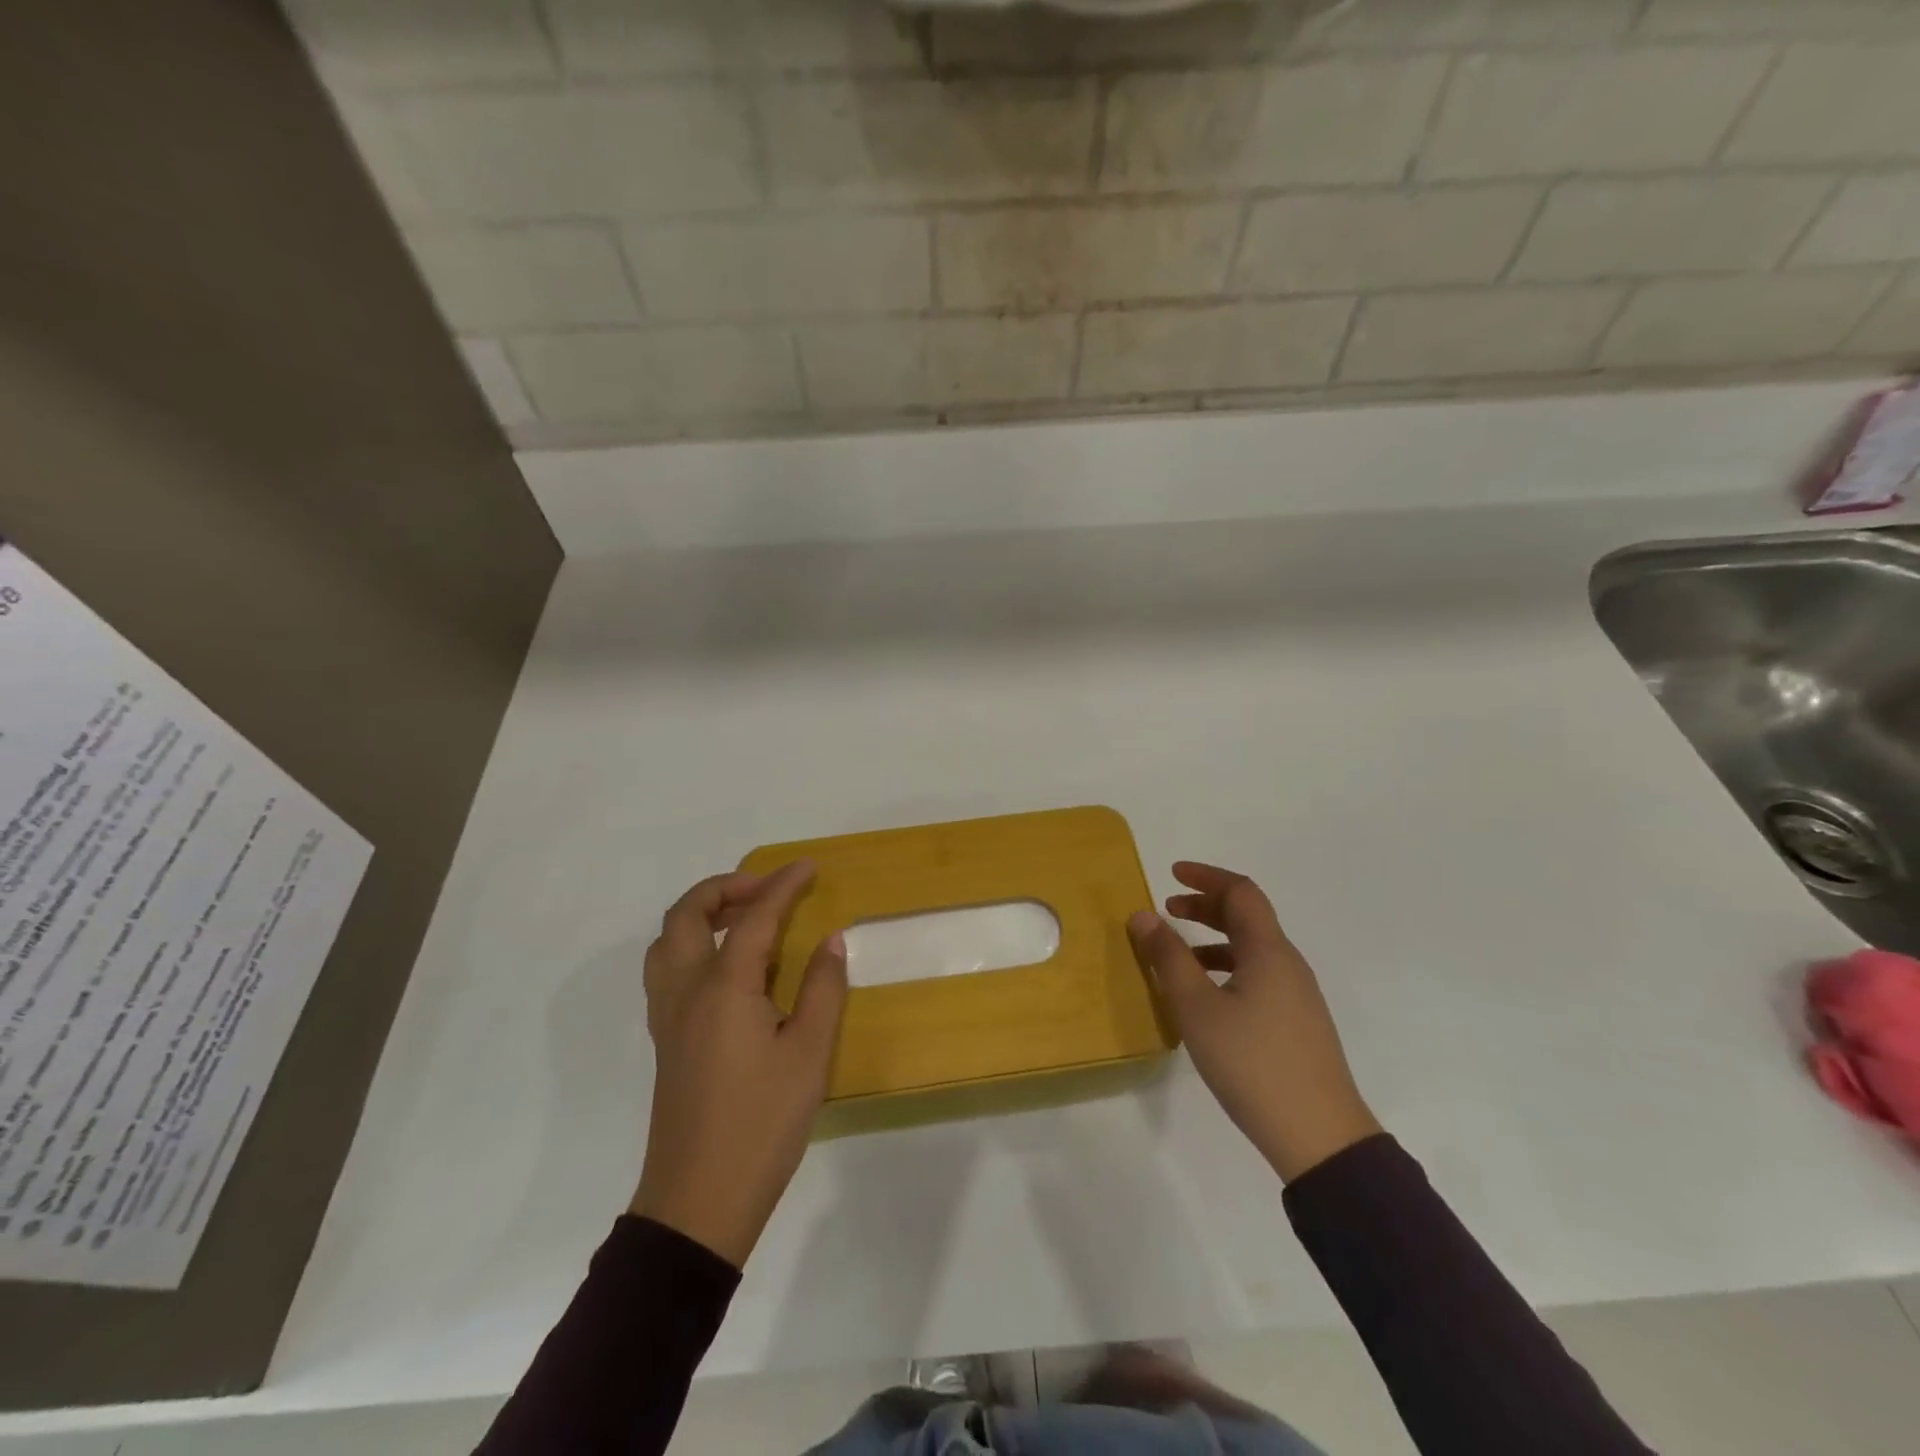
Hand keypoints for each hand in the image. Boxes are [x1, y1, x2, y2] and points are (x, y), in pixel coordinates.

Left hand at [630, 861, 846, 1267]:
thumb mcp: (810, 1055)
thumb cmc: (761, 1124)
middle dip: (725, 888)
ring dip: (700, 913)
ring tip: (743, 918)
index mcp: (723, 988)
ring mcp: (669, 1017)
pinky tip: (727, 967)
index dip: (783, 886)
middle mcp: (686, 991)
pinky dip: (691, 944)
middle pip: (686, 915)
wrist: (700, 1201)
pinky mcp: (667, 1040)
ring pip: (666, 941)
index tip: (809, 866)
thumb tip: (831, 940)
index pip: (753, 918)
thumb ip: (823, 989)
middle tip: (767, 890)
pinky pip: (667, 969)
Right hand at [1129, 861, 1380, 1181]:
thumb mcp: (1197, 1008)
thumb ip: (1168, 957)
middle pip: (1247, 917)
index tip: (1172, 874)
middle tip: (1168, 910)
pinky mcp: (1297, 1023)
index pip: (1241, 892)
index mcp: (1269, 951)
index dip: (1206, 877)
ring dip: (1214, 939)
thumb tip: (1143, 914)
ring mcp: (1297, 996)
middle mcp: (1288, 964)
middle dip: (1206, 906)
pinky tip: (1206, 997)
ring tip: (1178, 955)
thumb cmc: (1252, 1062)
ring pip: (1252, 949)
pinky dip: (1226, 967)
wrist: (1319, 1137)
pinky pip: (1258, 975)